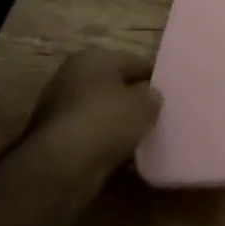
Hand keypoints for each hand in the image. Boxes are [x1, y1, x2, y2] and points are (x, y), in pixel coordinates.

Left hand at [22, 48, 161, 196]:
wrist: (60, 168)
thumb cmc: (106, 121)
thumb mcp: (144, 104)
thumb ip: (153, 97)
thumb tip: (151, 98)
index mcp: (93, 57)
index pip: (135, 62)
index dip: (154, 78)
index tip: (171, 95)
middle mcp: (73, 77)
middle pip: (114, 86)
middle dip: (133, 101)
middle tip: (157, 117)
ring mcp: (59, 109)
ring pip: (101, 113)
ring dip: (117, 125)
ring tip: (142, 140)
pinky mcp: (53, 140)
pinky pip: (89, 137)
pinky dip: (103, 145)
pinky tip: (120, 157)